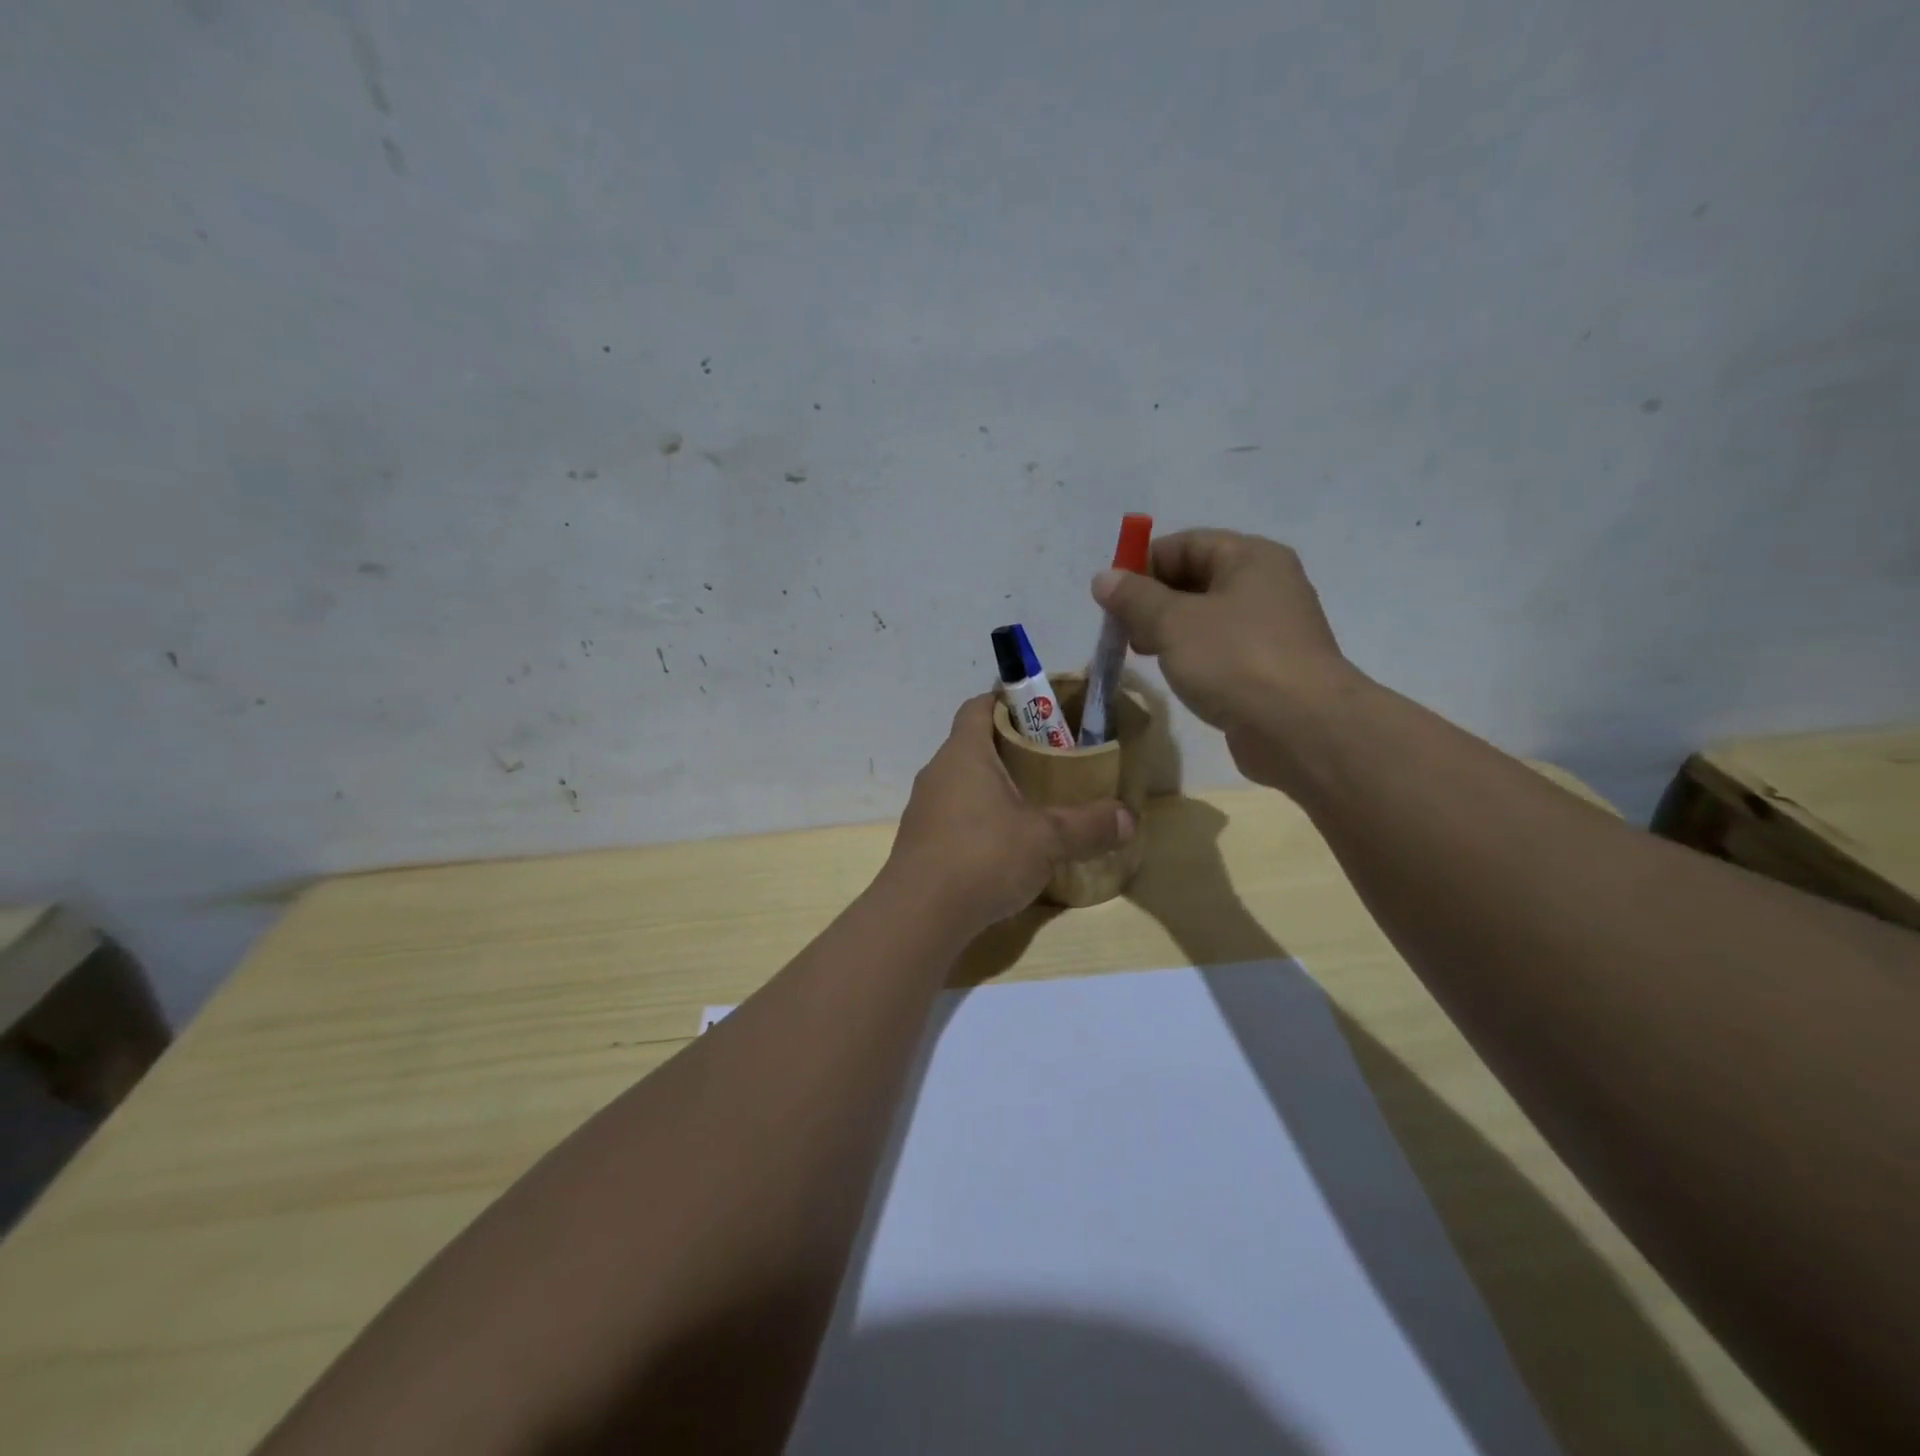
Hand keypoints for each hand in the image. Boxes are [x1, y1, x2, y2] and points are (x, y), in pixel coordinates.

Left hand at [885, 695, 1133, 930]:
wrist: (918, 917)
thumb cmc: (982, 857)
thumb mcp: (1046, 839)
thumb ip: (1088, 825)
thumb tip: (1130, 818)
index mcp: (963, 754)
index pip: (978, 706)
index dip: (1007, 700)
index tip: (1040, 710)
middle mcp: (937, 773)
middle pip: (974, 745)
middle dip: (1012, 748)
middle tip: (1052, 761)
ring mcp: (924, 809)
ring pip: (963, 783)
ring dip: (995, 788)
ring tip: (1034, 804)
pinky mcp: (921, 843)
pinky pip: (955, 816)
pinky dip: (981, 820)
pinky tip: (1006, 846)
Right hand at [1092, 529, 1360, 788]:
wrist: (1301, 728)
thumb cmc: (1235, 660)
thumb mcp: (1173, 623)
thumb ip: (1134, 598)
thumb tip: (1104, 578)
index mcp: (1251, 558)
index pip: (1186, 544)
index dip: (1143, 564)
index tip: (1110, 597)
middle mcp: (1266, 585)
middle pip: (1196, 579)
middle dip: (1153, 601)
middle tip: (1122, 631)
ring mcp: (1271, 629)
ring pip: (1206, 617)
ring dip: (1169, 631)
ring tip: (1142, 655)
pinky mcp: (1269, 668)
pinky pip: (1221, 649)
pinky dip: (1193, 656)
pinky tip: (1175, 676)